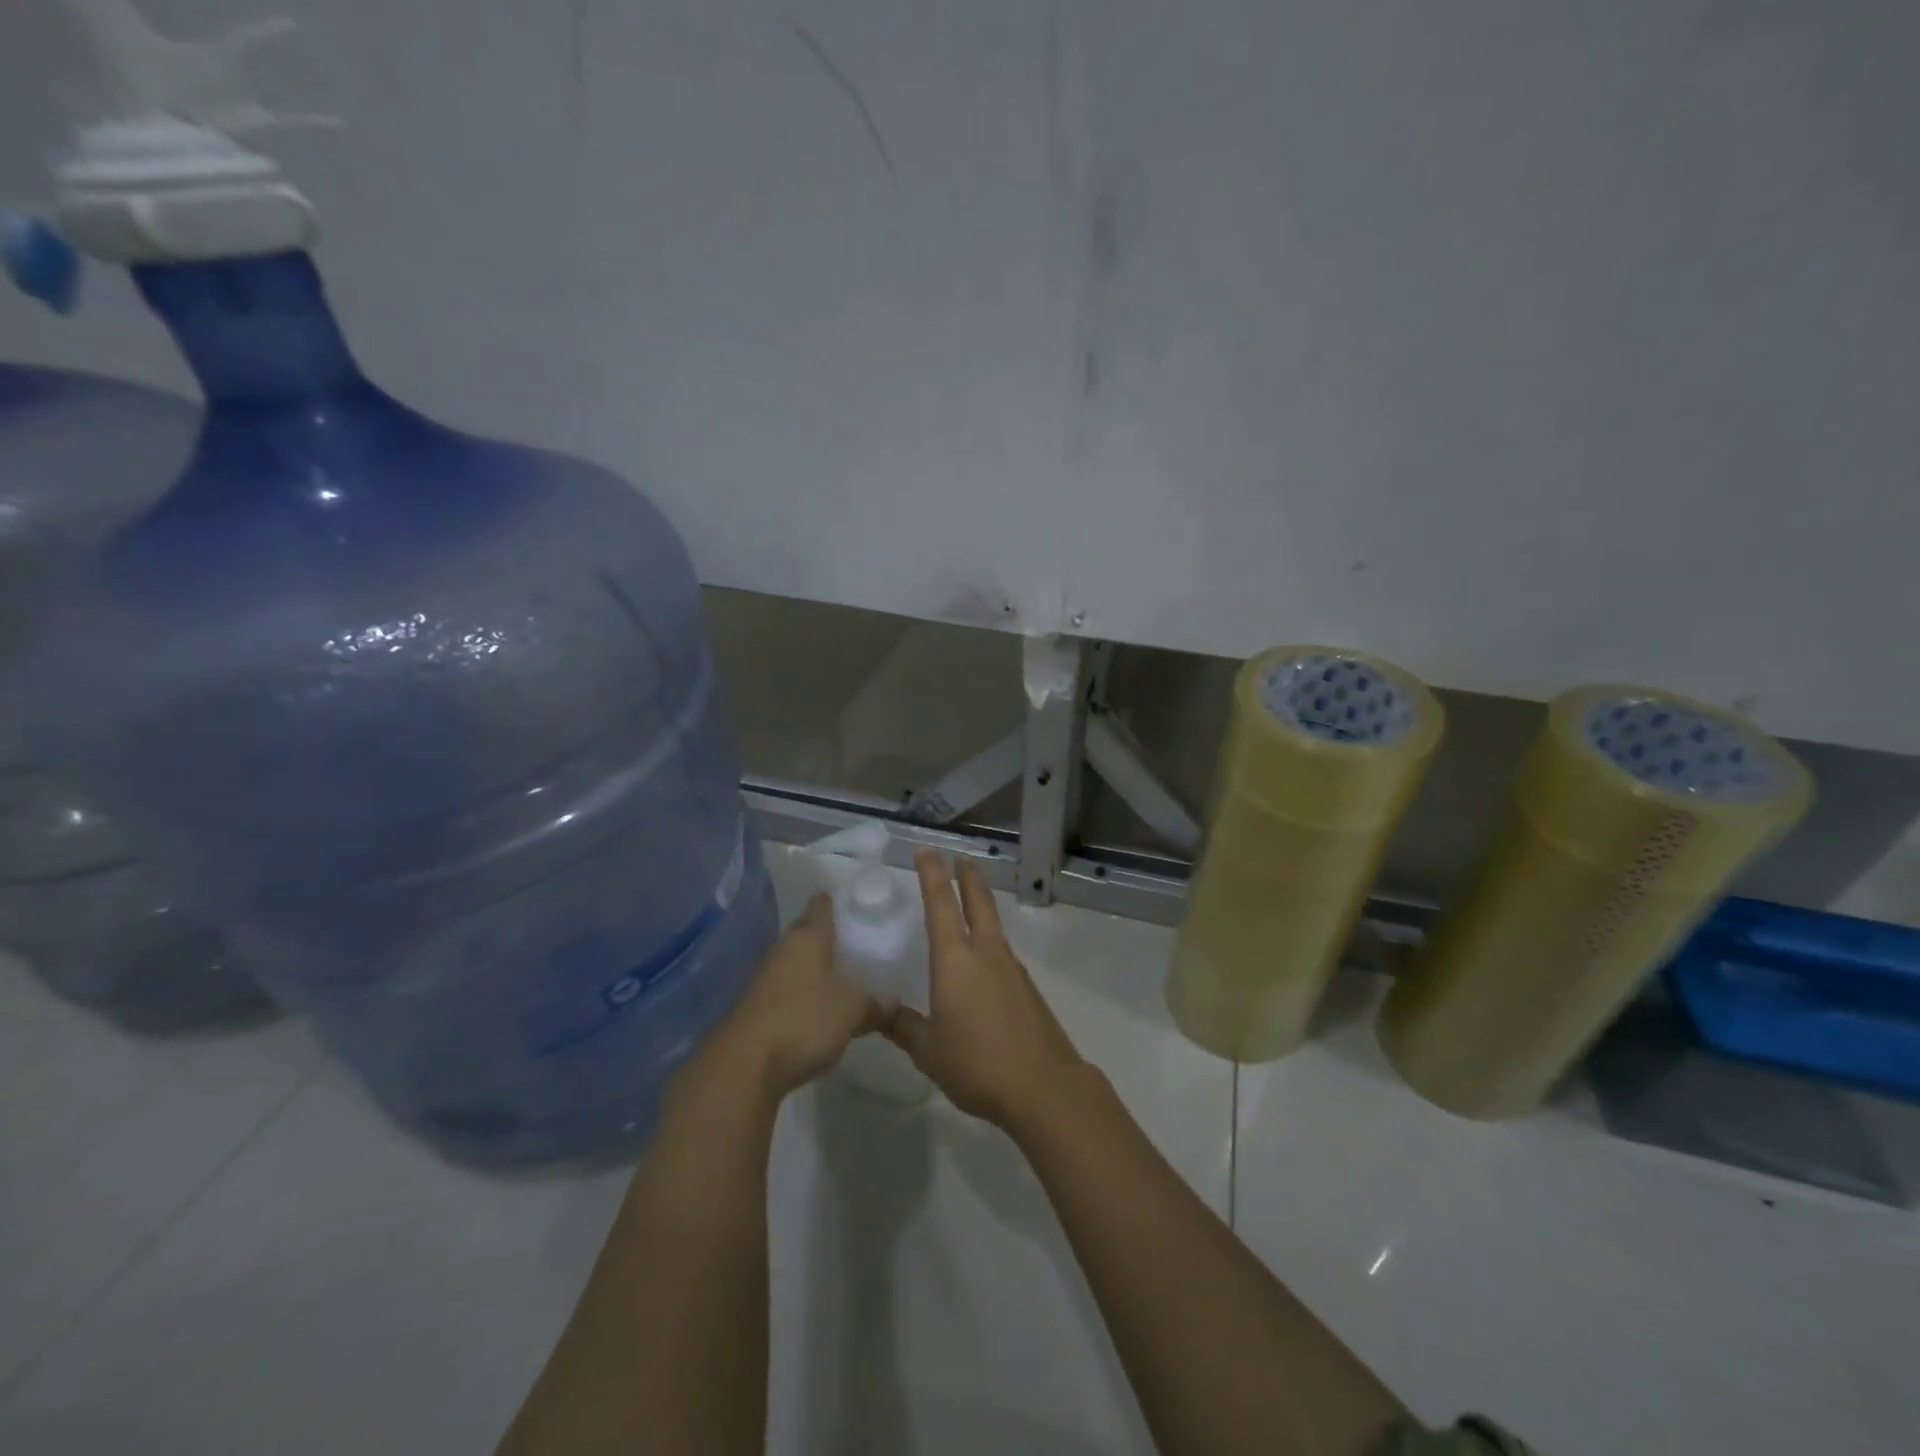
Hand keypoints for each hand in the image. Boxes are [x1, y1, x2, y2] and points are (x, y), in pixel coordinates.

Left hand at [707, 894, 885, 1099]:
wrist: (743, 1066)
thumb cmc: (804, 1020)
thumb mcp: (852, 1010)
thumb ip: (874, 1002)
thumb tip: (891, 1000)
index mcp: (807, 938)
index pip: (821, 906)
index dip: (835, 901)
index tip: (851, 902)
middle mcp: (782, 950)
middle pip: (804, 932)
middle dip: (825, 936)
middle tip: (853, 942)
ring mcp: (763, 979)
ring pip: (794, 963)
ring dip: (812, 968)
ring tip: (840, 976)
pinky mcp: (754, 1008)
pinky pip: (784, 990)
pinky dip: (800, 994)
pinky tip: (816, 1009)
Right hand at [883, 850, 1085, 1131]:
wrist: (1043, 1086)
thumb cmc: (977, 1063)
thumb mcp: (928, 1050)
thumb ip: (902, 1026)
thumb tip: (875, 1010)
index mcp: (956, 960)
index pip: (940, 905)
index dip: (932, 875)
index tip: (927, 851)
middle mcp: (986, 953)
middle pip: (978, 902)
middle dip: (968, 877)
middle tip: (961, 858)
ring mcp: (1011, 968)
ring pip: (994, 925)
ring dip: (982, 906)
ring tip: (970, 902)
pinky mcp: (1027, 988)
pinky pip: (1002, 952)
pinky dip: (990, 940)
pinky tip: (984, 960)